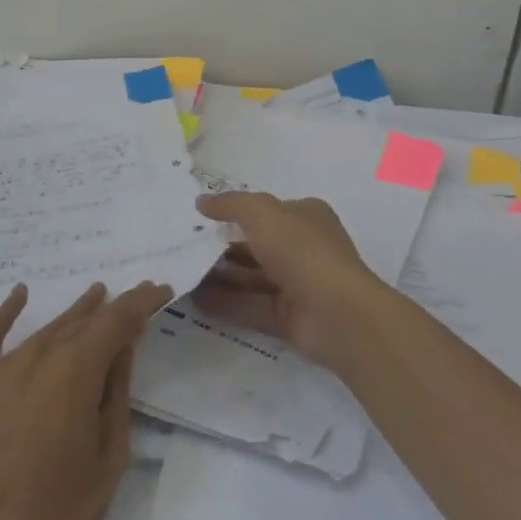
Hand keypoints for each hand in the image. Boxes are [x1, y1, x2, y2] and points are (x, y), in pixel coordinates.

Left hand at [0, 280, 171, 519]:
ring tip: (95, 295)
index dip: (141, 301)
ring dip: (73, 313)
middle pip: (80, 321)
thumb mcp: (108, 454)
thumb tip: (124, 344)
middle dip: (112, 308)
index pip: (116, 320)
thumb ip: (117, 391)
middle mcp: (36, 357)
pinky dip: (6, 312)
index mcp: (75, 371)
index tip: (161, 289)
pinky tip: (20, 294)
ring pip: (44, 330)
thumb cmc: (59, 514)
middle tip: (136, 297)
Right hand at [192, 191, 386, 369]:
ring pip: (250, 278)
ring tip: (181, 275)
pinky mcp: (287, 318)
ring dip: (218, 277)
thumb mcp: (263, 213)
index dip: (234, 212)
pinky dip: (224, 303)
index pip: (266, 211)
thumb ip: (231, 205)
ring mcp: (296, 285)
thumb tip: (201, 202)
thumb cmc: (302, 251)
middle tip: (183, 249)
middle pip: (255, 246)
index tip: (199, 219)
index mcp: (305, 217)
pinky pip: (250, 306)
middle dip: (220, 248)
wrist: (339, 314)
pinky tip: (194, 301)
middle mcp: (302, 248)